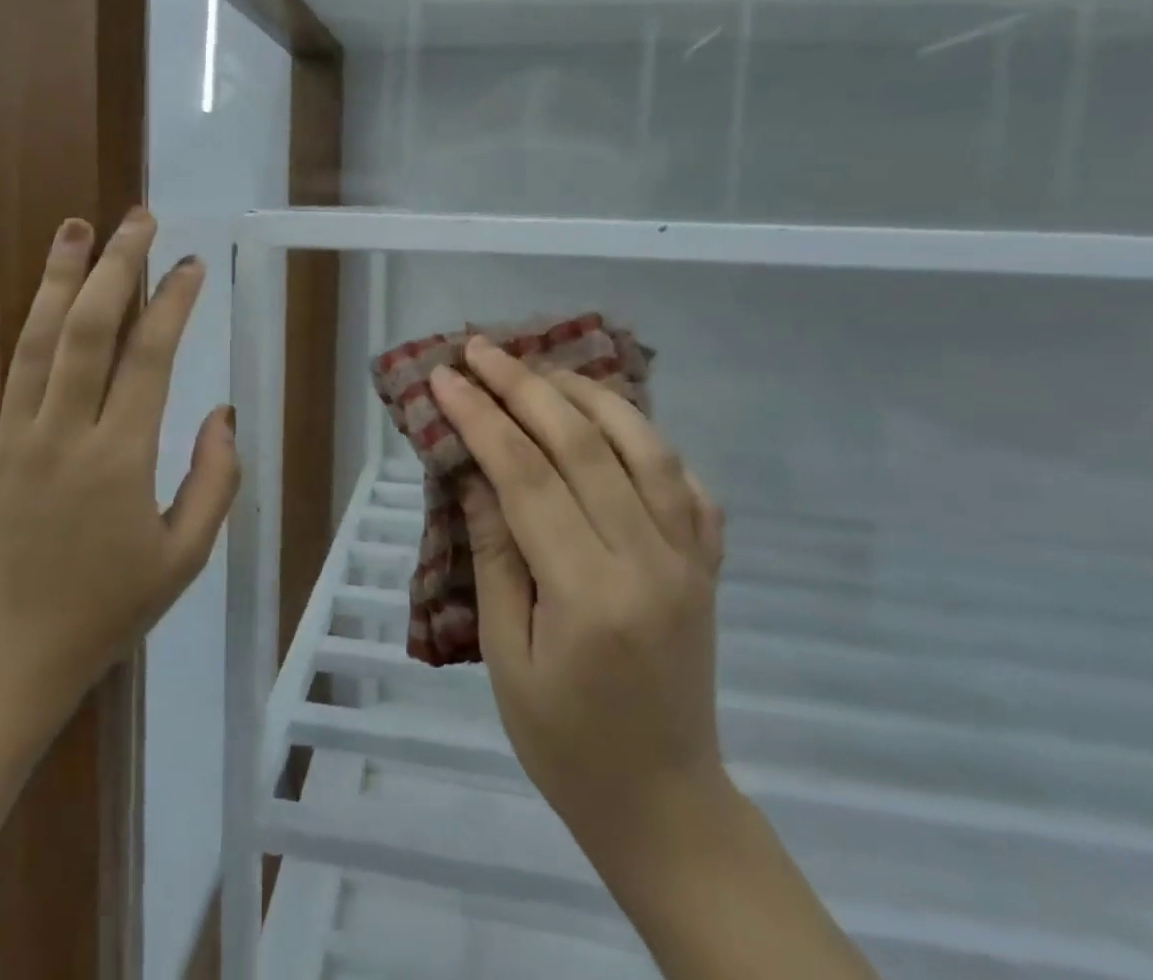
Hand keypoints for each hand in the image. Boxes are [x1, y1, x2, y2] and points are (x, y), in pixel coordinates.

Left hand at [0, 207, 238, 712]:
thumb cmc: (106, 608)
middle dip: (117, 265)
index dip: (173, 302)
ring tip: (74, 226)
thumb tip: (222, 413)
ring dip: (55, 278)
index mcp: (121, 458)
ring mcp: (6, 440)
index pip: (150, 356)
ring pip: (33, 342)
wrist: (6, 662)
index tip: (190, 265)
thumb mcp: (185, 556)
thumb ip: (216, 481)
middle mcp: (62, 434)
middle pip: (89, 329)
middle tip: (137, 219)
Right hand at [428, 338, 729, 863]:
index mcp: (589, 593)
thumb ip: (494, 555)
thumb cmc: (565, 743)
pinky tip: (610, 422)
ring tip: (540, 369)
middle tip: (480, 349)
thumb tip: (474, 473)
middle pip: (583, 444)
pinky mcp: (707, 564)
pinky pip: (685, 481)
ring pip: (643, 446)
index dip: (481, 418)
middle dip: (524, 386)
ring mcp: (689, 558)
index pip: (527, 477)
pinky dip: (646, 439)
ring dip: (587, 395)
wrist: (665, 803)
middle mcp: (648, 561)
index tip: (444, 377)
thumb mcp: (506, 655)